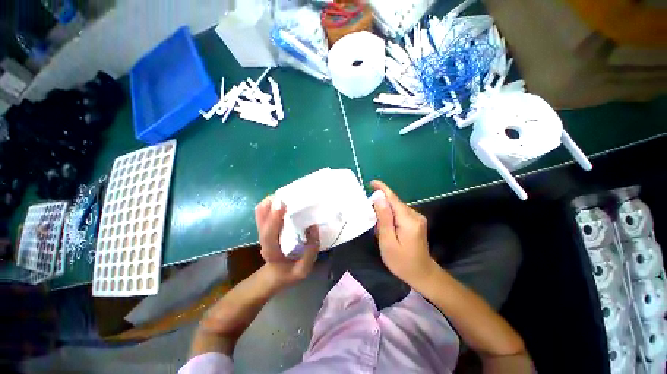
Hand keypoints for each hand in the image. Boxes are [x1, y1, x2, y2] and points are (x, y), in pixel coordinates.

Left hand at [254, 196, 319, 289]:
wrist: (275, 275)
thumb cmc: (289, 272)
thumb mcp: (304, 269)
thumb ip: (311, 251)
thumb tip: (313, 227)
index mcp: (271, 251)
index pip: (268, 234)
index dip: (274, 219)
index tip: (282, 204)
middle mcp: (264, 239)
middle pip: (261, 218)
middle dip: (272, 203)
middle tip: (287, 193)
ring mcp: (263, 232)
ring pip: (260, 213)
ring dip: (271, 202)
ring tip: (286, 195)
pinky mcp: (265, 228)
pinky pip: (264, 212)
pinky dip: (271, 204)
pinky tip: (283, 201)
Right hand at [371, 180, 436, 286]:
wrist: (422, 274)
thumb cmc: (402, 262)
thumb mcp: (388, 242)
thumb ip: (384, 219)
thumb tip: (379, 198)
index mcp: (409, 220)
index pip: (393, 199)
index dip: (382, 189)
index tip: (371, 182)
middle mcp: (415, 215)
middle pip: (394, 203)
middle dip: (381, 205)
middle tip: (371, 218)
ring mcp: (417, 218)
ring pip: (396, 207)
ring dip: (385, 212)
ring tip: (378, 228)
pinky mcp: (416, 221)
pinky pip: (400, 213)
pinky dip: (390, 216)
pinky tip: (387, 228)